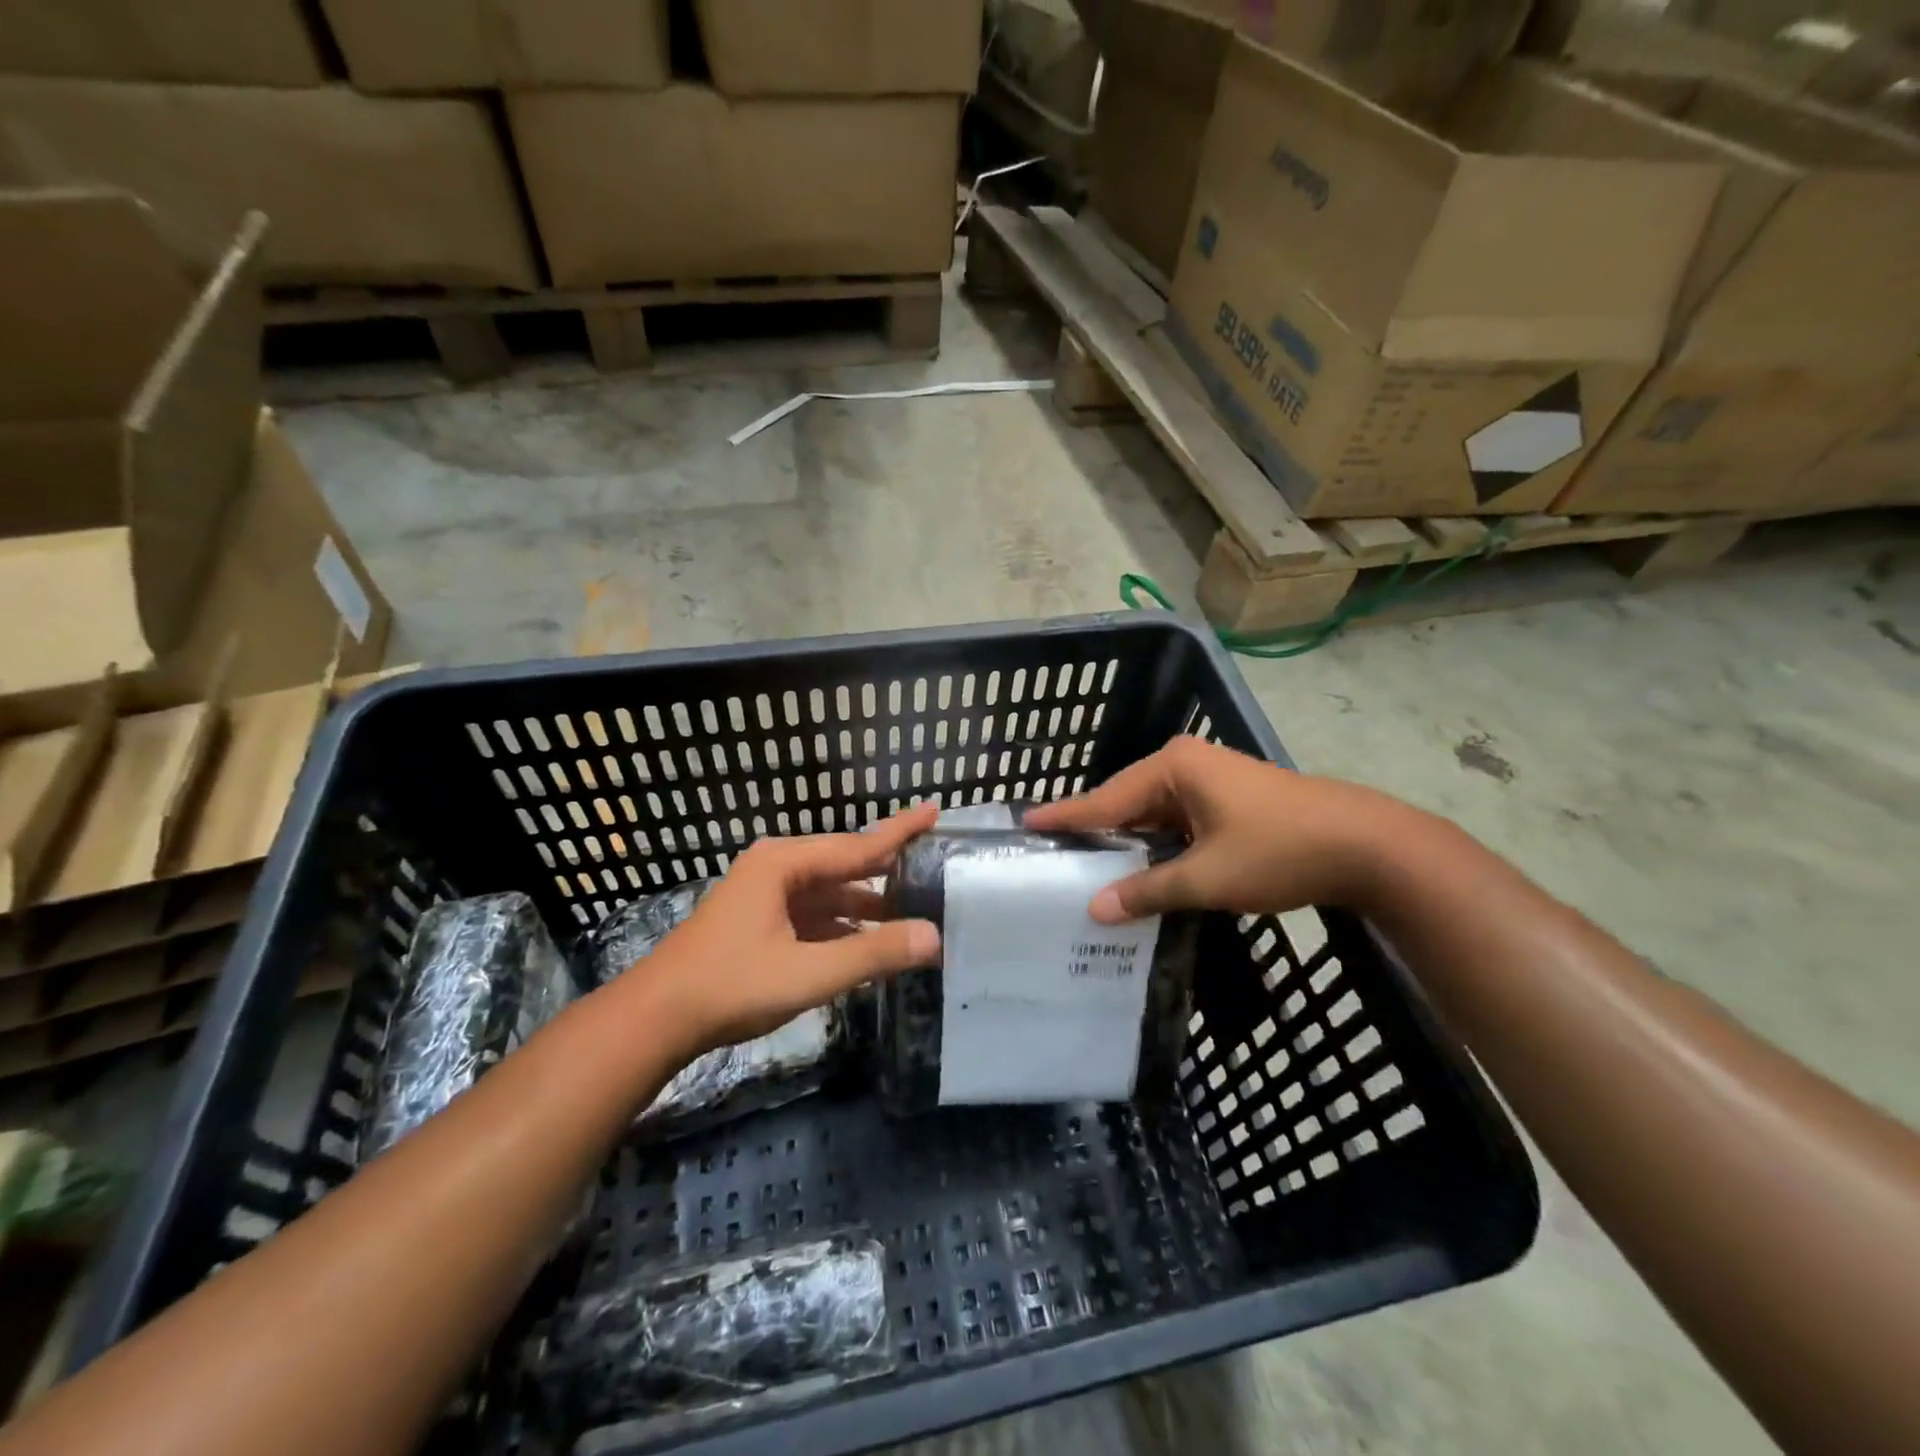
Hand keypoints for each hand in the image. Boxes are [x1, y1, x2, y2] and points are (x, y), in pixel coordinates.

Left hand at [625, 804, 941, 1053]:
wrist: (656, 1018)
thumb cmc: (731, 985)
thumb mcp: (808, 972)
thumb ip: (872, 953)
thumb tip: (933, 937)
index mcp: (784, 864)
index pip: (857, 844)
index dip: (900, 831)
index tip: (934, 810)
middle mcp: (776, 868)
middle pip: (843, 863)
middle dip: (886, 868)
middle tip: (932, 863)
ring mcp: (764, 895)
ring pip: (828, 891)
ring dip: (865, 902)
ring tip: (909, 910)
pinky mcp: (758, 921)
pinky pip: (812, 913)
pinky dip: (841, 924)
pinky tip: (865, 940)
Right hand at [1023, 737, 1398, 922]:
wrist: (1369, 845)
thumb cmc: (1280, 849)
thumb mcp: (1208, 877)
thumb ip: (1149, 890)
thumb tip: (1095, 910)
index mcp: (1174, 766)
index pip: (1105, 797)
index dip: (1066, 816)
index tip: (1026, 823)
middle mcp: (1187, 763)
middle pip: (1126, 802)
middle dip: (1094, 831)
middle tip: (1052, 855)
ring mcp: (1210, 779)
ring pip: (1153, 814)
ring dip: (1129, 842)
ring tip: (1086, 868)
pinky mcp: (1228, 800)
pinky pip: (1177, 821)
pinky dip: (1158, 845)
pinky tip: (1141, 869)